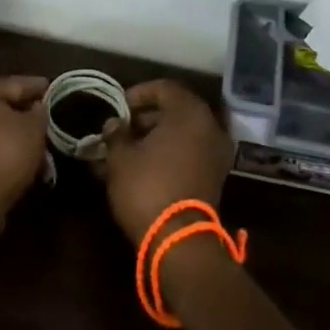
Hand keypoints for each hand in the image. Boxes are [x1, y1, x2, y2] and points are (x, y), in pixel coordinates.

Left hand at [0, 75, 50, 233]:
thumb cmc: (2, 152)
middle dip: (19, 114)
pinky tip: (14, 160)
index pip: (11, 84)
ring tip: (33, 145)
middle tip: (43, 120)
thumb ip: (38, 111)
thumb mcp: (33, 127)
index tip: (52, 90)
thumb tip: (37, 108)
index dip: (36, 88)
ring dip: (7, 135)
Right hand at [99, 79, 234, 243]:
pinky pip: (188, 154)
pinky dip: (167, 155)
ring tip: (124, 151)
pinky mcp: (213, 178)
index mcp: (190, 113)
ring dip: (154, 139)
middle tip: (120, 129)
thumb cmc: (147, 186)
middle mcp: (209, 127)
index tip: (119, 107)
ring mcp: (215, 154)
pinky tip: (140, 167)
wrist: (179, 241)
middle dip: (145, 118)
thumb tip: (114, 124)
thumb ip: (116, 134)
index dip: (139, 94)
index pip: (165, 88)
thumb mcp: (121, 157)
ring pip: (181, 135)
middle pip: (175, 111)